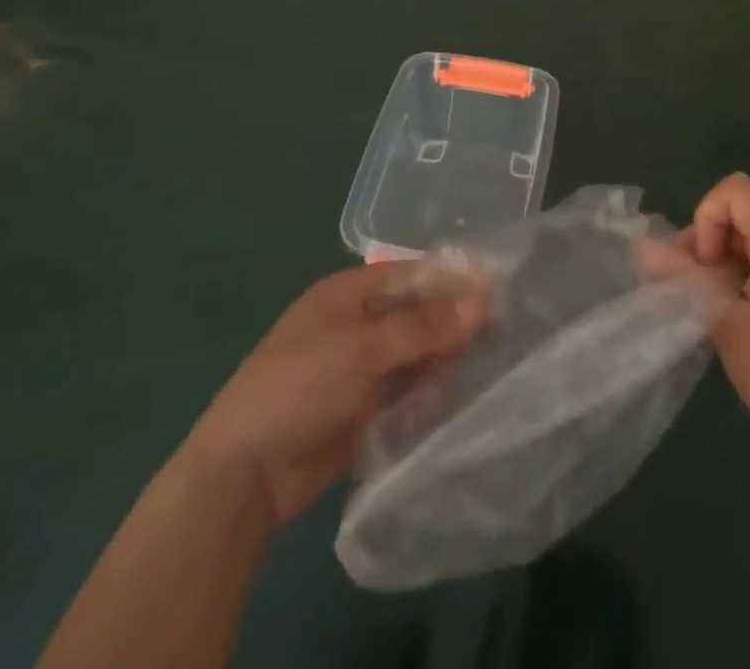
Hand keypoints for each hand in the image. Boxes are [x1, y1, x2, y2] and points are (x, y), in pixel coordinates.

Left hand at [188, 263, 482, 527]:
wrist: (244, 475)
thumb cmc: (297, 387)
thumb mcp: (361, 348)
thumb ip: (422, 327)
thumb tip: (482, 302)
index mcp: (348, 293)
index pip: (411, 275)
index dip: (451, 280)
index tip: (498, 289)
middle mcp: (358, 324)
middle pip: (417, 314)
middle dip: (454, 320)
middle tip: (504, 329)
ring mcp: (362, 368)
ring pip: (417, 353)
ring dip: (447, 356)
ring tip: (494, 358)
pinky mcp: (367, 408)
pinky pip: (409, 389)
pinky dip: (432, 388)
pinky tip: (464, 390)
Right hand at [688, 173, 749, 476]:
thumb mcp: (728, 327)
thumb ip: (685, 279)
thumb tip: (643, 246)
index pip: (735, 191)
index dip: (706, 219)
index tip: (704, 268)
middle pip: (742, 212)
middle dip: (708, 242)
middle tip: (693, 292)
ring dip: (723, 263)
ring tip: (711, 309)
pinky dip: (743, 276)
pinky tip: (736, 318)